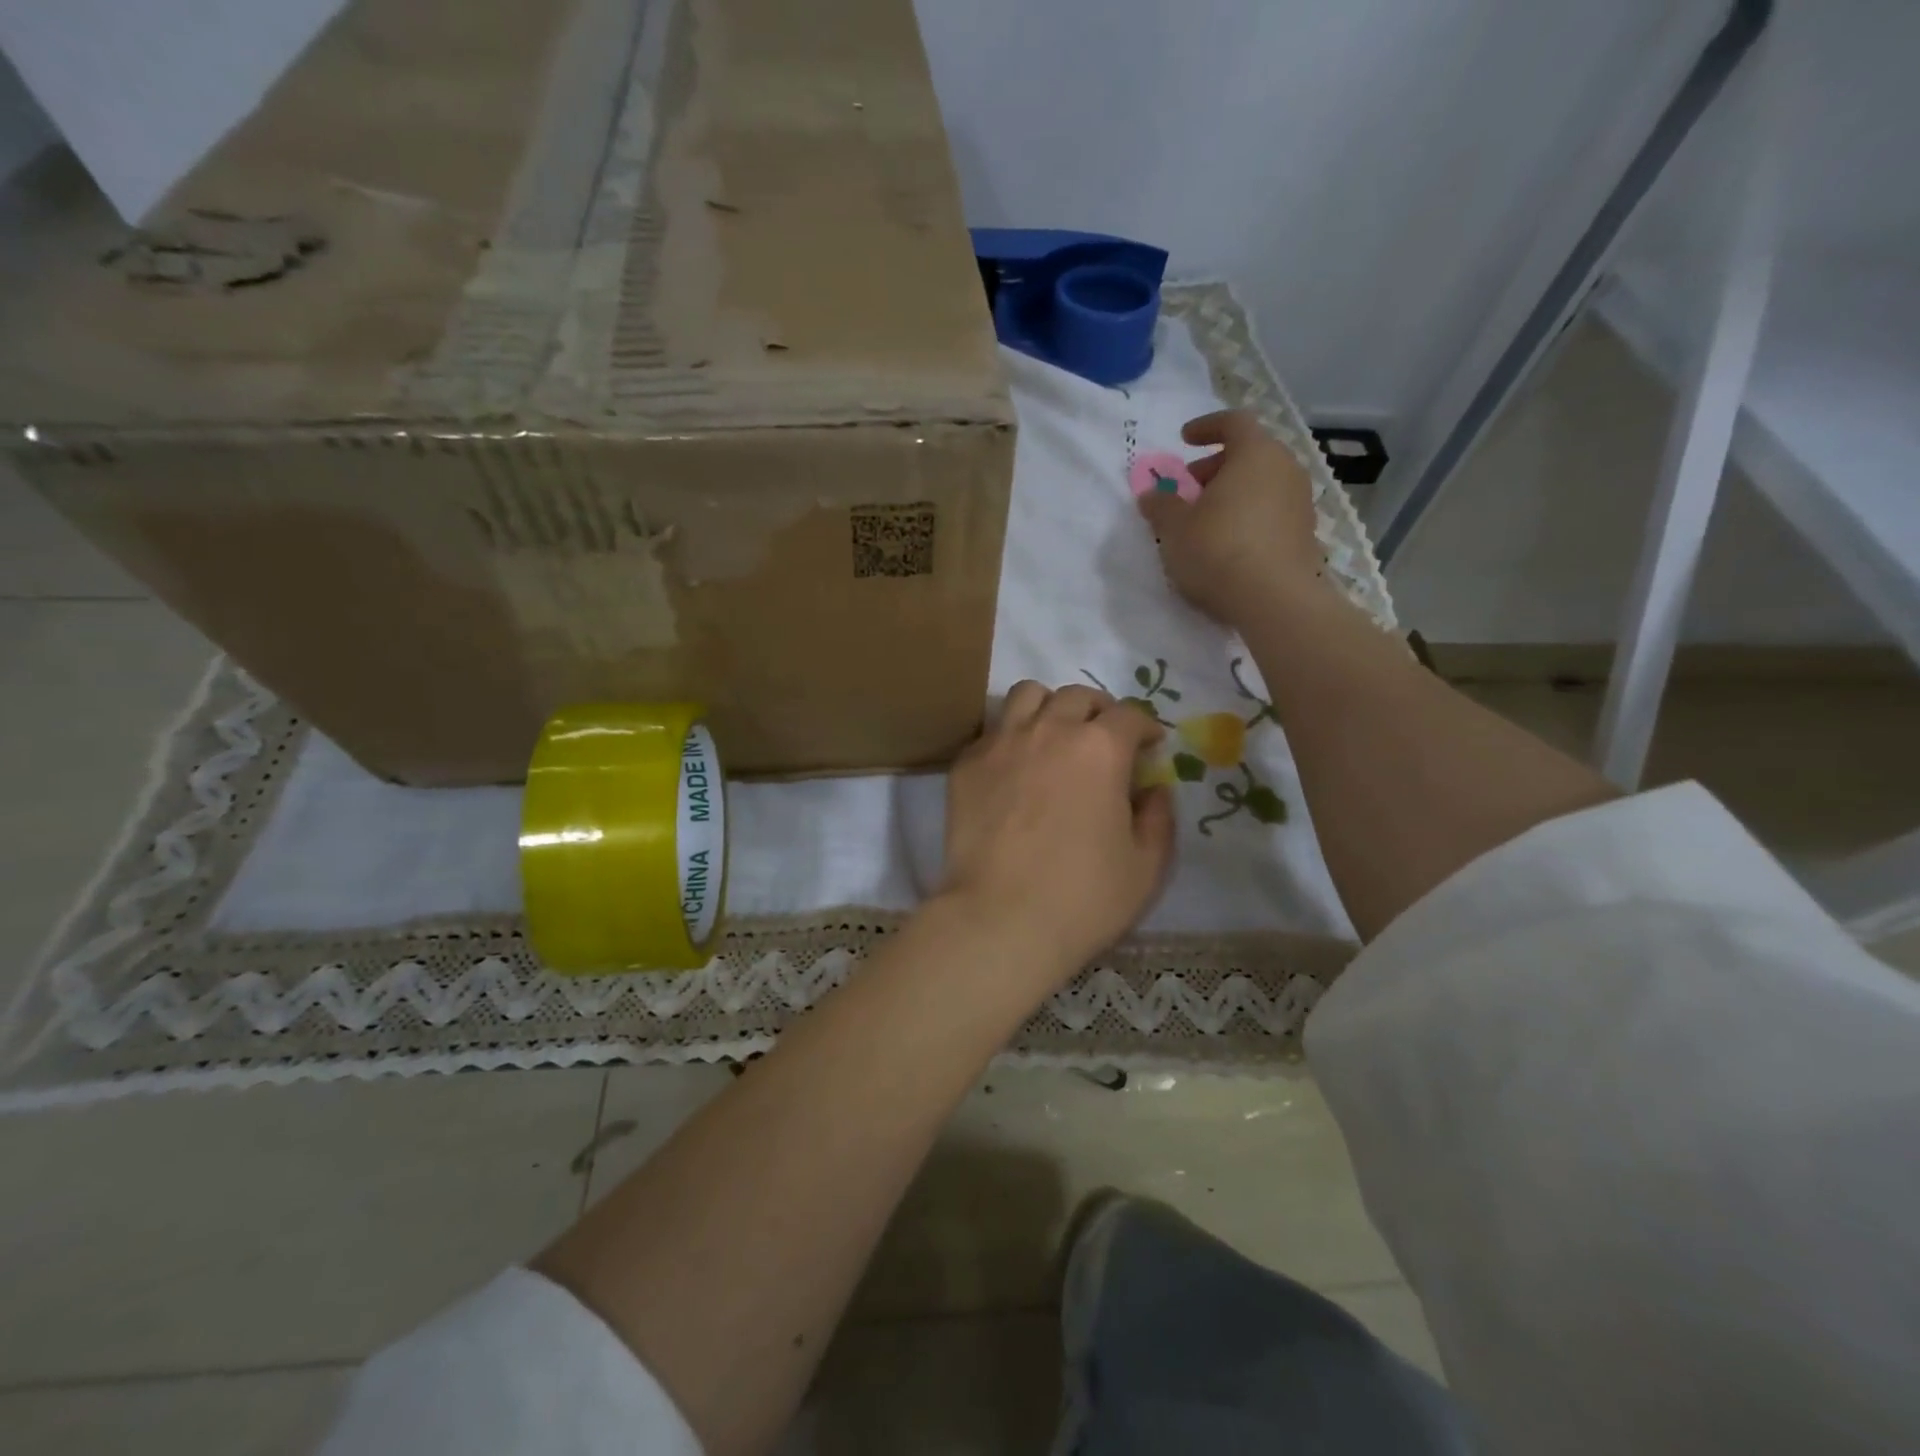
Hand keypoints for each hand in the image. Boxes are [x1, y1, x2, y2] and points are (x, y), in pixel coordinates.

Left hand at [938, 682, 1174, 985]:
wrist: (999, 920)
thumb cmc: (1083, 898)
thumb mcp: (1146, 867)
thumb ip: (1159, 819)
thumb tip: (1155, 790)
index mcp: (1100, 749)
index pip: (1130, 715)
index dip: (1146, 727)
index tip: (1150, 745)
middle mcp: (1049, 730)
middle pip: (1077, 696)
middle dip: (1099, 711)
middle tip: (1104, 738)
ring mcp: (1001, 743)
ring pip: (1027, 696)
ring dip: (1048, 707)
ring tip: (1054, 735)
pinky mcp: (966, 765)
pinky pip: (991, 732)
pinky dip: (1010, 738)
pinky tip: (1014, 770)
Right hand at [1138, 410, 1322, 624]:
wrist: (1275, 601)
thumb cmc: (1219, 551)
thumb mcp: (1175, 528)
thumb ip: (1161, 506)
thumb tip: (1152, 495)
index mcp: (1255, 454)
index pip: (1234, 422)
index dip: (1206, 427)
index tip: (1184, 440)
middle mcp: (1285, 469)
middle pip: (1249, 454)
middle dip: (1216, 467)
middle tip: (1189, 489)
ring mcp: (1300, 502)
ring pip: (1262, 484)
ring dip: (1233, 494)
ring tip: (1206, 521)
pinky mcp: (1305, 534)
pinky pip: (1271, 512)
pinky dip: (1249, 517)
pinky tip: (1229, 545)